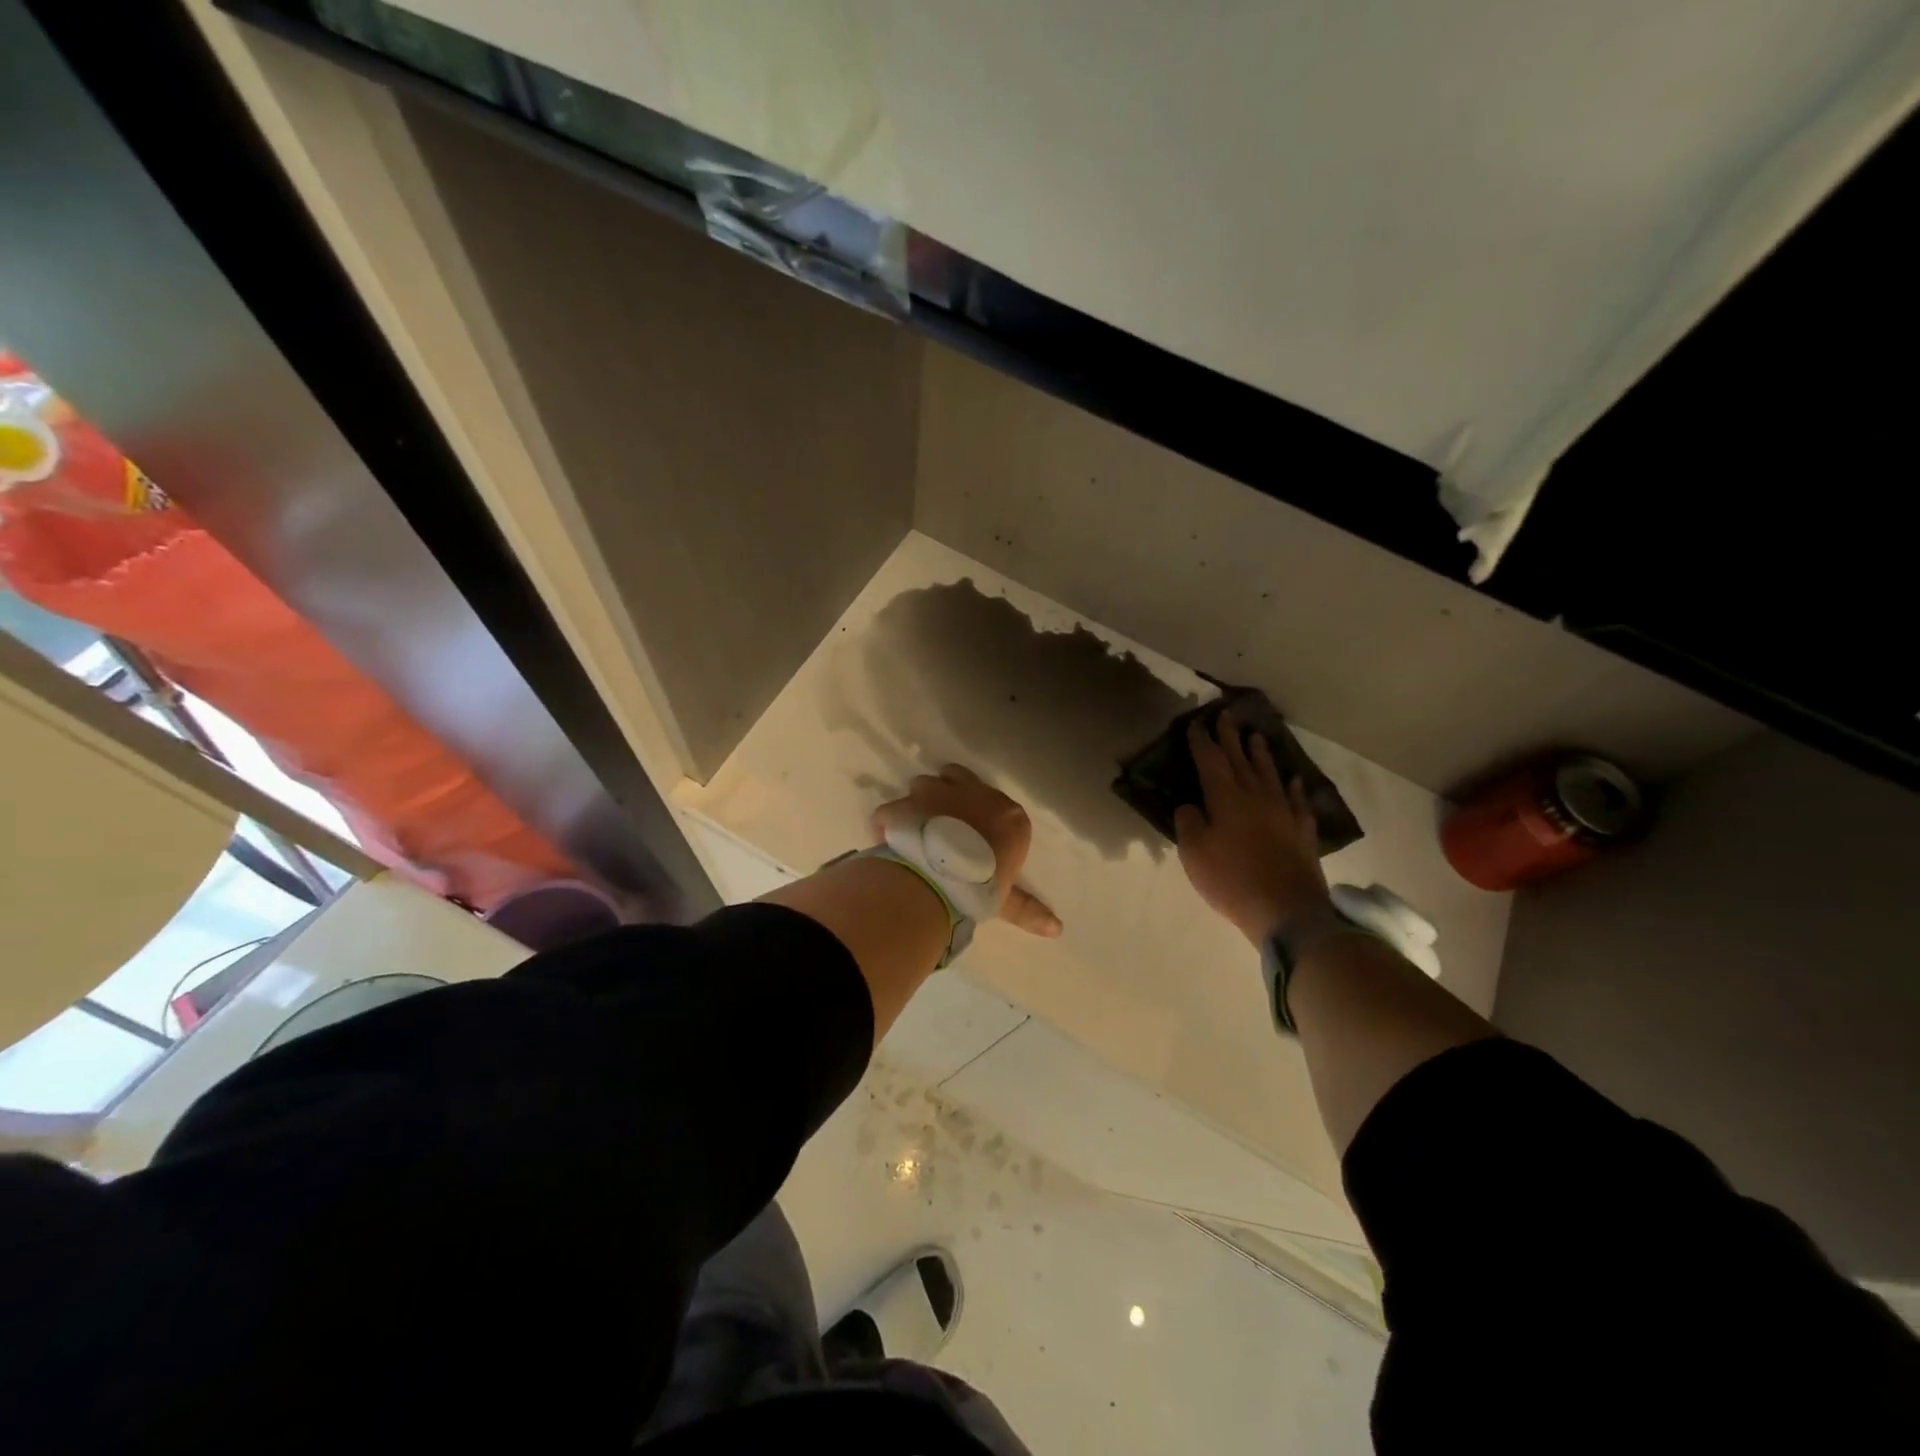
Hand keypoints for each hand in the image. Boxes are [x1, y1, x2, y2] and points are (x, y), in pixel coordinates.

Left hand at [872, 765, 1062, 936]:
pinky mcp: (902, 805)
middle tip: (943, 821)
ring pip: (923, 784)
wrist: (942, 876)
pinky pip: (892, 811)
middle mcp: (971, 793)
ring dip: (920, 803)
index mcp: (1006, 814)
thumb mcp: (1006, 899)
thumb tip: (1057, 929)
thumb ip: (1027, 909)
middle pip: (956, 777)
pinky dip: (889, 823)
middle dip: (949, 792)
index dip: (981, 814)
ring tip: (917, 831)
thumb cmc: (985, 883)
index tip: (973, 834)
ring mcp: (934, 793)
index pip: (996, 802)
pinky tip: (889, 841)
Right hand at [1174, 716, 1331, 944]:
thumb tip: (1191, 806)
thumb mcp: (1194, 853)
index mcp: (1226, 799)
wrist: (1287, 910)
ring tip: (1256, 737)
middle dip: (1230, 737)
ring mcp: (1283, 812)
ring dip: (1261, 754)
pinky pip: (1297, 800)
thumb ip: (1189, 823)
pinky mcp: (1302, 830)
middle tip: (1226, 715)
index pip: (1211, 761)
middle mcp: (1256, 796)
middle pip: (1241, 760)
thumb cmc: (1232, 880)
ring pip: (1270, 774)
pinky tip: (1293, 779)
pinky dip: (1293, 787)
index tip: (1197, 723)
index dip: (1202, 741)